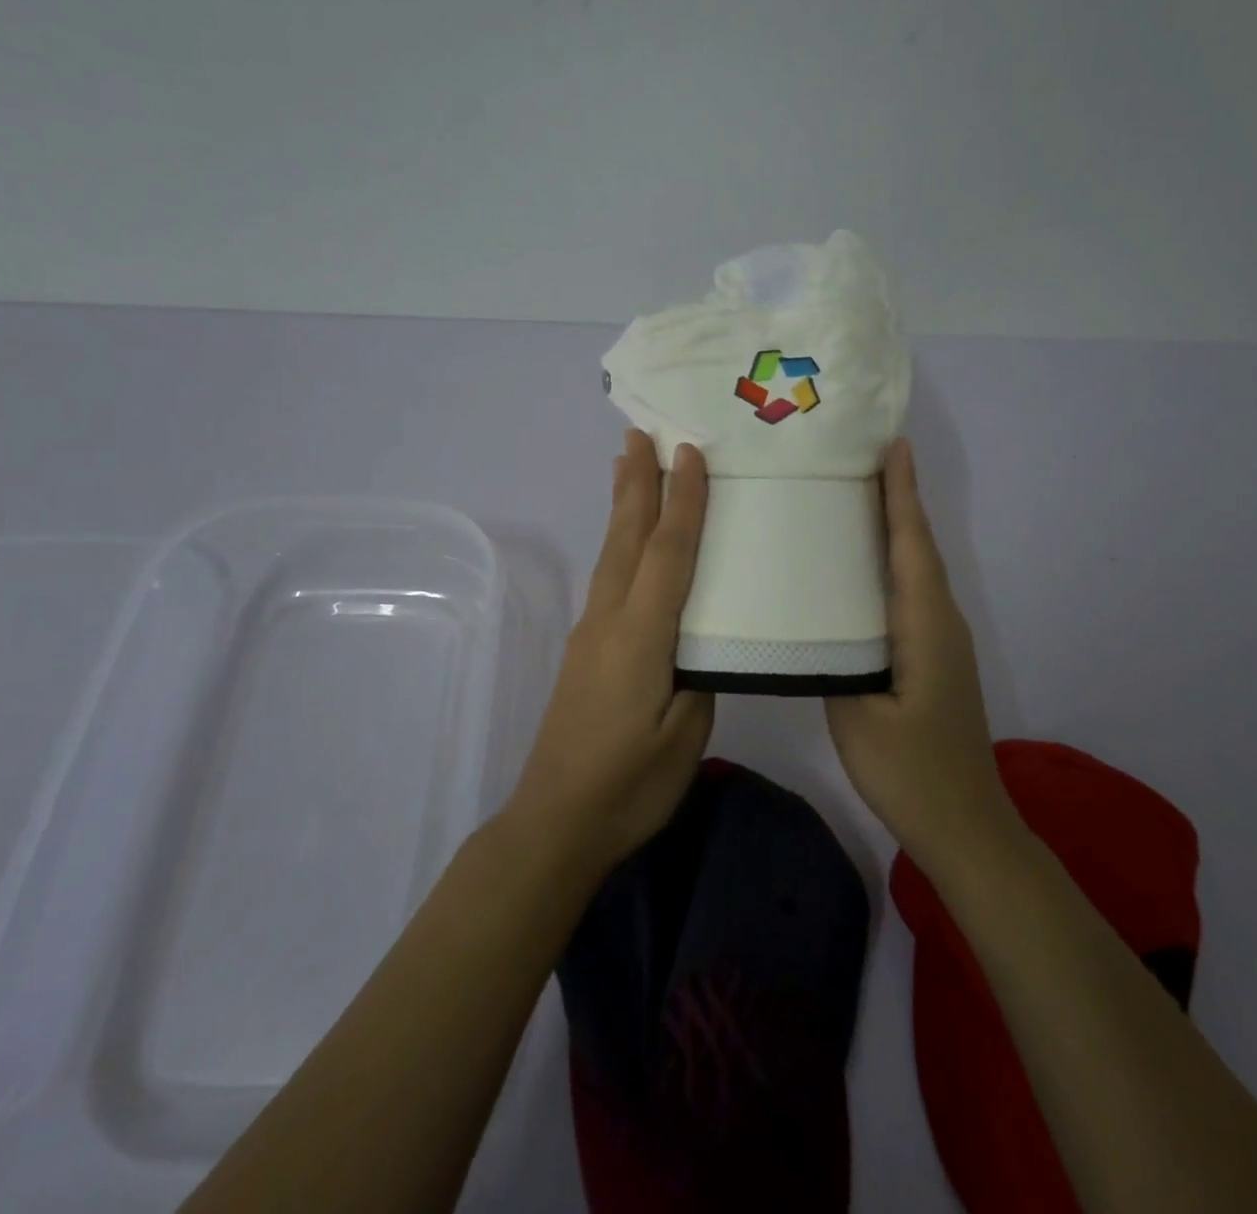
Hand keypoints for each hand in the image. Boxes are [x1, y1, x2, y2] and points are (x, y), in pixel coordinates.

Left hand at [506, 429, 714, 877]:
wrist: (555, 822)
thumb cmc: (629, 785)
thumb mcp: (685, 736)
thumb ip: (699, 677)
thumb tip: (702, 642)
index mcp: (641, 636)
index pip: (667, 554)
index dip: (683, 502)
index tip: (690, 454)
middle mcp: (610, 621)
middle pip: (627, 538)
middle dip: (637, 483)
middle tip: (639, 434)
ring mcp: (592, 634)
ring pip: (611, 553)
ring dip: (622, 506)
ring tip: (626, 465)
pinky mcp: (585, 650)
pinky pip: (607, 577)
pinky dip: (618, 542)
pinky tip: (624, 540)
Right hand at [825, 439, 1013, 872]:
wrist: (966, 826)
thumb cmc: (911, 771)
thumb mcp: (857, 717)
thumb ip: (834, 662)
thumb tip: (814, 627)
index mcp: (924, 626)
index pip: (911, 546)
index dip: (902, 495)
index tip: (894, 447)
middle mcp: (941, 622)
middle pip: (919, 549)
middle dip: (899, 501)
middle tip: (865, 460)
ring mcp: (943, 642)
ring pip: (918, 571)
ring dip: (897, 531)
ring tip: (859, 500)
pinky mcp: (936, 660)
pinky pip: (913, 595)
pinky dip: (895, 565)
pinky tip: (864, 571)